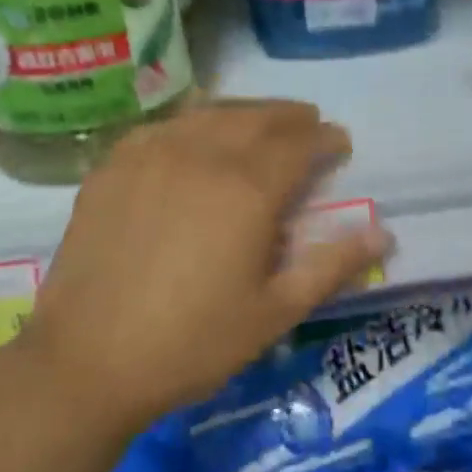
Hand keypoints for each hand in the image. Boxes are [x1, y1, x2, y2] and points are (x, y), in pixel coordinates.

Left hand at [20, 101, 391, 431]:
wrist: (87, 359)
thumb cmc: (191, 343)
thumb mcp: (274, 313)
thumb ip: (331, 266)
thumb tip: (384, 233)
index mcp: (247, 189)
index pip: (298, 144)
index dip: (324, 138)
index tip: (339, 142)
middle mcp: (201, 155)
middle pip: (256, 118)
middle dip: (290, 116)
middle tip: (308, 123)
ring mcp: (151, 154)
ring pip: (209, 113)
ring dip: (244, 112)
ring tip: (260, 123)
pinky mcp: (113, 165)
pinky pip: (164, 127)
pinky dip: (194, 122)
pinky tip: (196, 137)